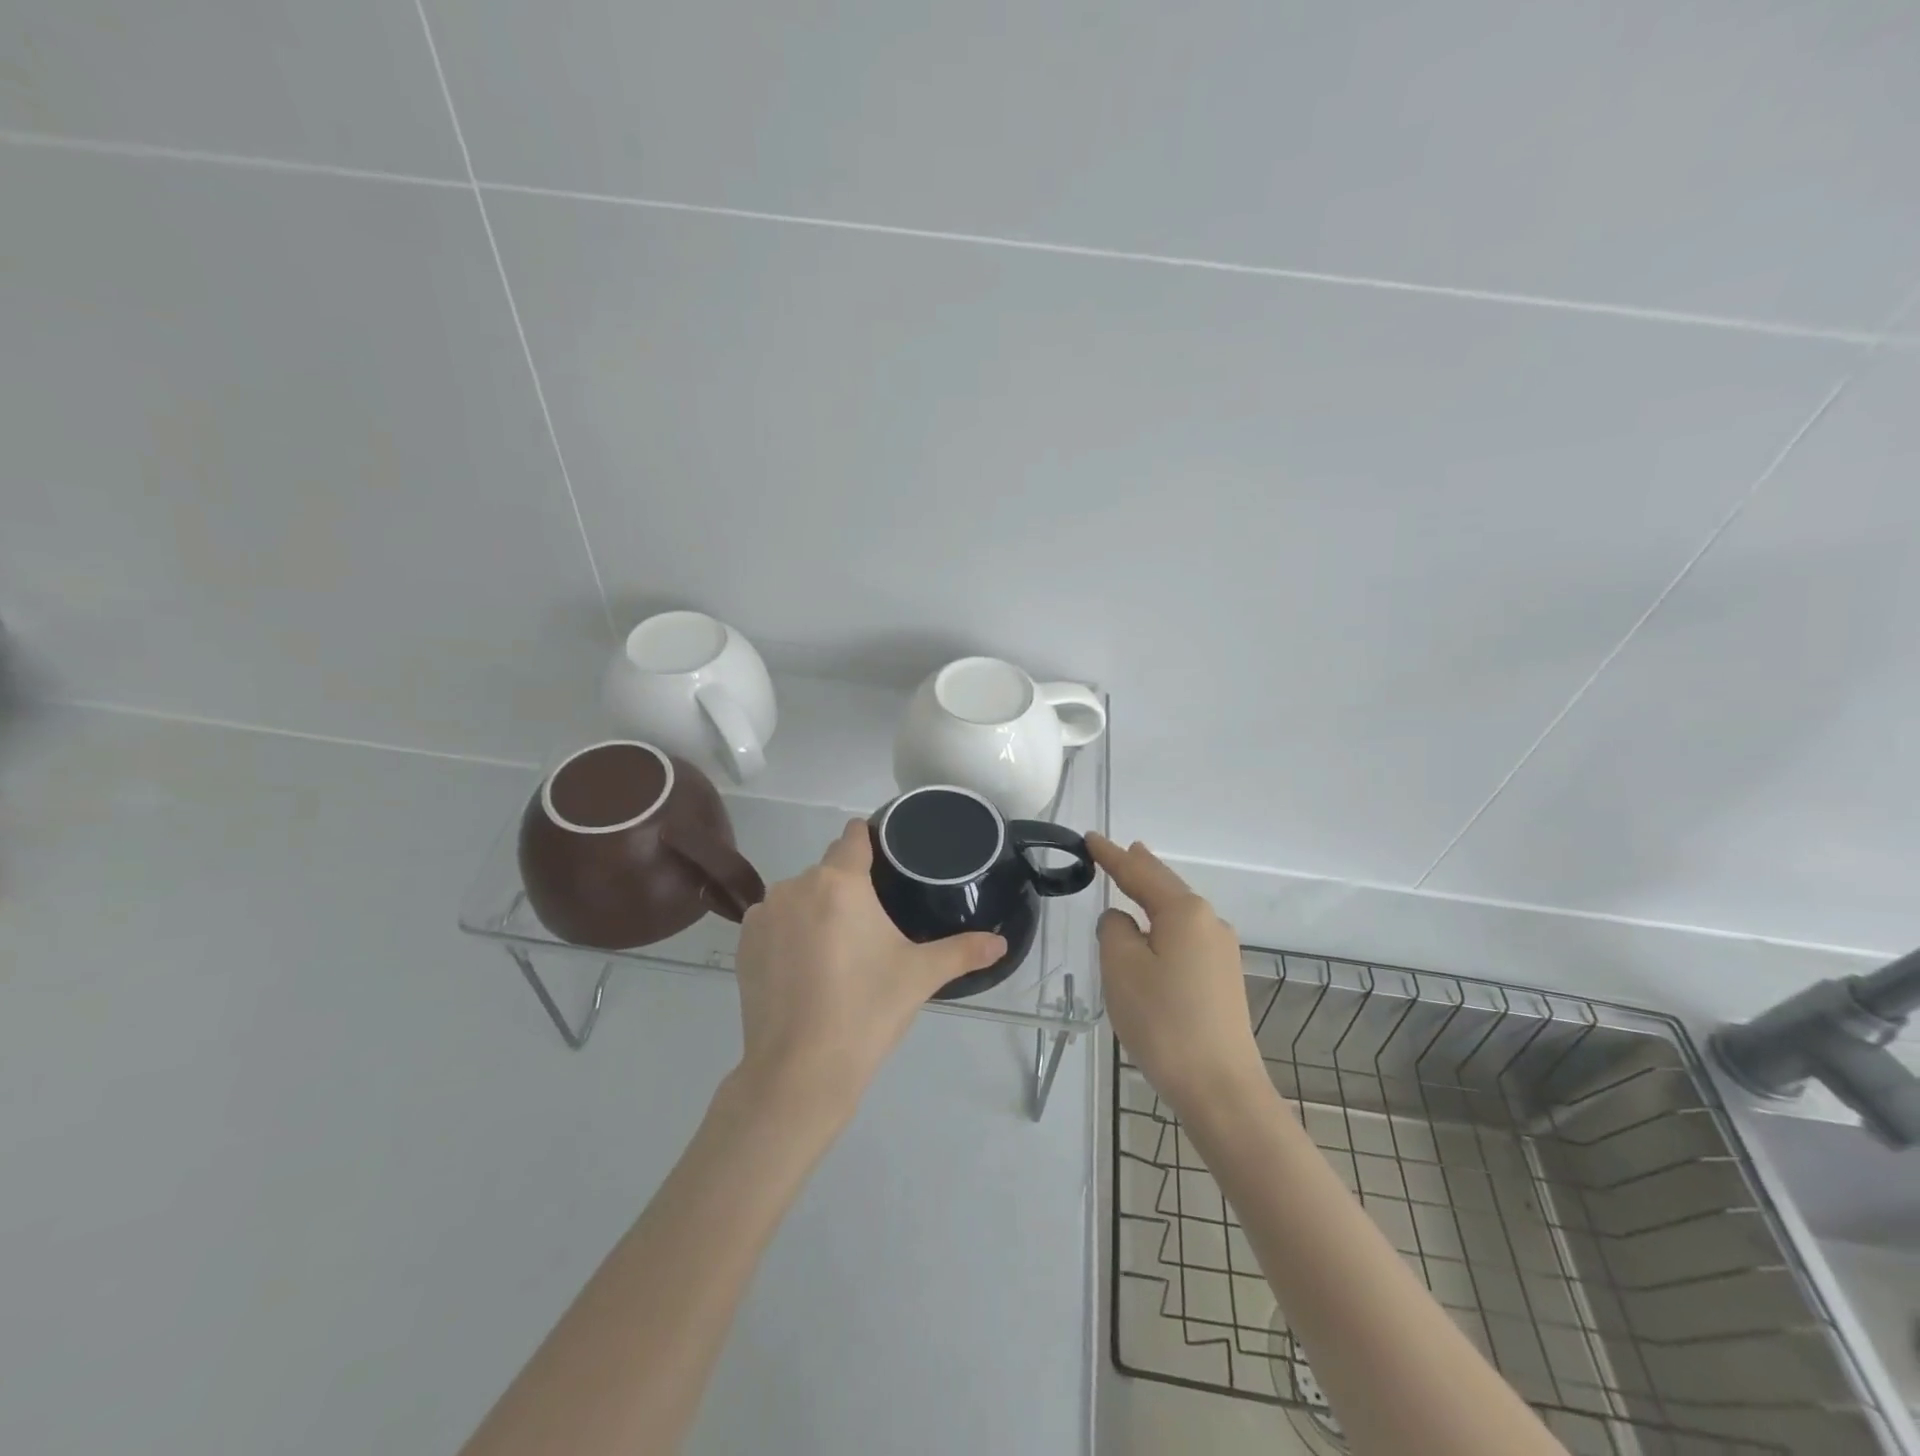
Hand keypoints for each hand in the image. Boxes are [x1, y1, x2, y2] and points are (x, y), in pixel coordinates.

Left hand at [730, 820, 1005, 1117]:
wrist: (798, 1072)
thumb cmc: (866, 1011)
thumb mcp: (920, 976)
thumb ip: (963, 951)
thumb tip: (1001, 943)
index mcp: (840, 882)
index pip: (854, 836)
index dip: (871, 841)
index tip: (886, 863)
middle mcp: (796, 885)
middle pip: (828, 870)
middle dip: (848, 889)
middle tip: (871, 929)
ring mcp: (764, 914)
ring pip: (800, 896)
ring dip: (817, 910)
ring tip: (837, 953)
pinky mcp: (744, 944)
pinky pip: (774, 921)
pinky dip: (789, 933)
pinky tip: (804, 969)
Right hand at [1090, 833, 1268, 1117]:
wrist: (1221, 1088)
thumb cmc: (1164, 1021)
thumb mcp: (1122, 968)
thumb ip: (1114, 930)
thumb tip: (1123, 921)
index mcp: (1184, 912)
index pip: (1139, 873)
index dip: (1111, 855)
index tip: (1090, 838)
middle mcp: (1209, 922)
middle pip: (1166, 886)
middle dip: (1140, 868)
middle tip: (1121, 850)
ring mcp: (1221, 952)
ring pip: (1178, 911)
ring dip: (1154, 895)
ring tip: (1136, 880)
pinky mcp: (1223, 979)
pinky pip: (1186, 935)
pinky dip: (1164, 922)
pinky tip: (1155, 930)